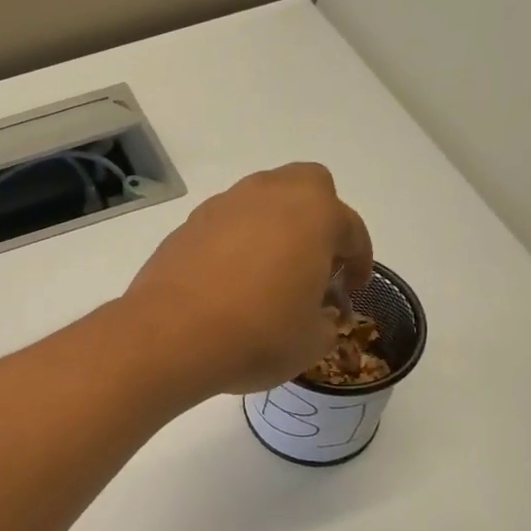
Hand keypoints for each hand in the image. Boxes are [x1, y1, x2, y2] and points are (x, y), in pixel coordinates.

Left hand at [120, 164, 373, 396]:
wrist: (170, 336)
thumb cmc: (257, 334)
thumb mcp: (311, 342)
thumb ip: (325, 322)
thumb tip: (317, 316)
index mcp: (312, 213)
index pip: (350, 228)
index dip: (359, 260)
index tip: (354, 287)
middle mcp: (266, 196)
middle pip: (305, 187)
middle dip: (318, 218)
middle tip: (315, 262)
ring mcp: (220, 207)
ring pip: (259, 203)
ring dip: (272, 229)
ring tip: (269, 275)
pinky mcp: (185, 228)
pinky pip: (223, 227)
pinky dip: (234, 246)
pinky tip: (229, 283)